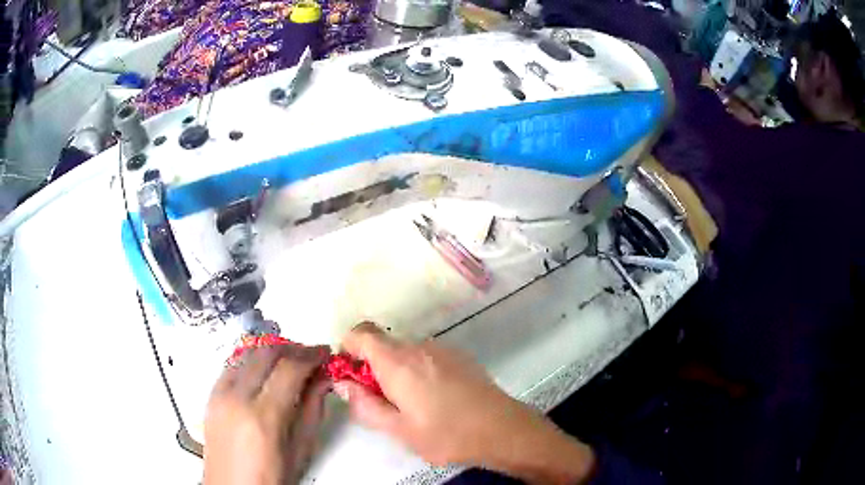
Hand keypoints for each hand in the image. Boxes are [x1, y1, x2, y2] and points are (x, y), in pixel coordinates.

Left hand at [203, 343, 329, 484]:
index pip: (289, 368)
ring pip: (247, 353)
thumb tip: (323, 379)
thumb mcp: (300, 450)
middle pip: (266, 352)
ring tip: (290, 362)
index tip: (325, 353)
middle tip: (311, 356)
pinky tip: (265, 372)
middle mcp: (237, 398)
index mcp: (264, 417)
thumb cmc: (271, 478)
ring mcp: (219, 394)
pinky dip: (252, 361)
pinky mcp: (210, 395)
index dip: (311, 355)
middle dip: (293, 348)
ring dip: (272, 351)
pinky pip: (232, 365)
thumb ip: (312, 410)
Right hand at [336, 323, 595, 483]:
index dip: (348, 349)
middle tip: (382, 402)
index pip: (360, 334)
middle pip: (382, 344)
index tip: (351, 376)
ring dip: (397, 371)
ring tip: (411, 406)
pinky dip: (418, 371)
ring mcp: (442, 349)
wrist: (501, 429)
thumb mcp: (398, 430)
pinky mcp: (459, 356)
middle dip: (372, 368)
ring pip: (405, 352)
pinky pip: (426, 357)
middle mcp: (418, 346)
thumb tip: (343, 383)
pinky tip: (435, 399)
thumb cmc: (446, 434)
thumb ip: (364, 405)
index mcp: (397, 362)